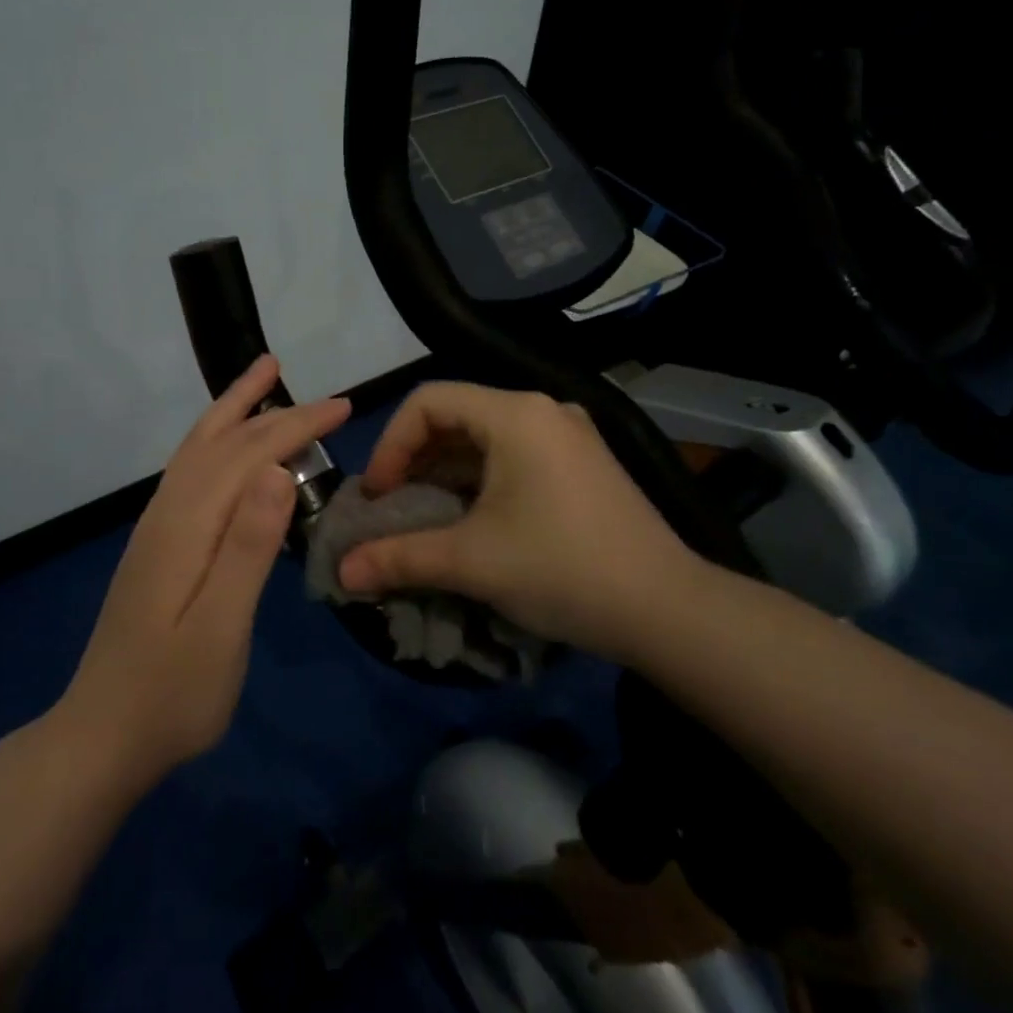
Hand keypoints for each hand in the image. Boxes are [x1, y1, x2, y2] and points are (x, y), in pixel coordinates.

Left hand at [58, 355, 348, 786]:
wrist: (103, 736)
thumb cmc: (172, 694)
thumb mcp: (220, 629)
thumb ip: (247, 548)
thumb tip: (278, 471)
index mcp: (187, 526)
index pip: (249, 455)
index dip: (297, 425)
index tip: (344, 407)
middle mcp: (167, 512)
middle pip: (223, 442)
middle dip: (275, 412)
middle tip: (326, 397)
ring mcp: (157, 528)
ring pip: (199, 448)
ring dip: (234, 409)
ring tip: (264, 380)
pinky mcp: (157, 545)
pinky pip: (191, 470)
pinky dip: (216, 440)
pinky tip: (228, 449)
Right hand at [337, 382, 707, 653]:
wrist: (668, 610)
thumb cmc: (562, 568)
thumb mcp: (471, 561)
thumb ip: (400, 558)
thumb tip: (343, 572)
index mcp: (516, 415)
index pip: (428, 402)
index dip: (391, 444)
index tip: (380, 496)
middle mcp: (543, 411)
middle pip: (456, 417)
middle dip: (414, 461)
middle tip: (394, 508)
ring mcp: (568, 437)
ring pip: (485, 440)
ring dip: (445, 474)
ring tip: (424, 518)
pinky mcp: (582, 465)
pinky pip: (514, 458)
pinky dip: (479, 482)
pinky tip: (470, 521)